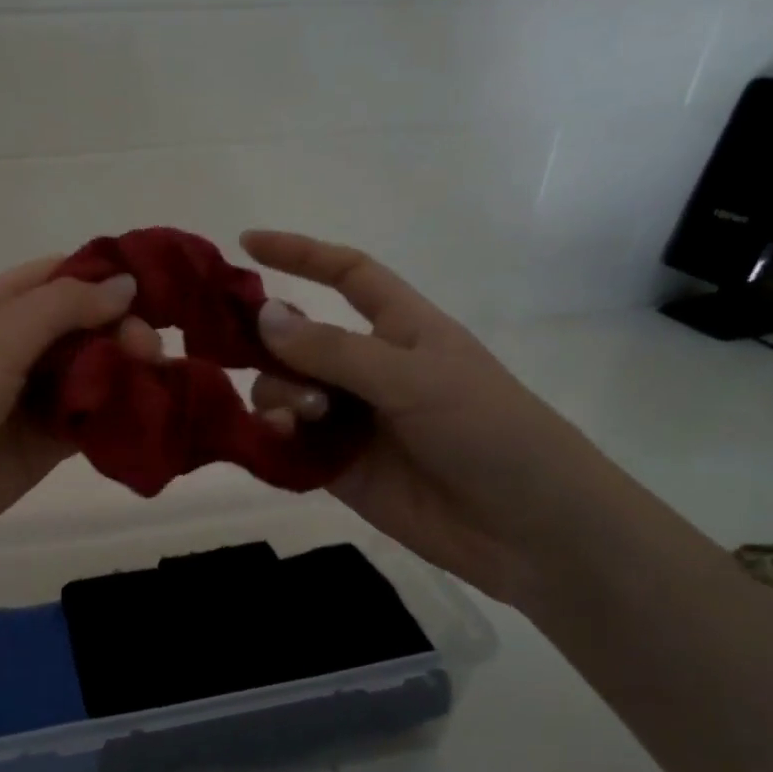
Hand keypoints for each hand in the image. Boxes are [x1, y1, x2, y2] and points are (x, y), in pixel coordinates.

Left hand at [0, 255, 161, 576]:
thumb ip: (62, 307)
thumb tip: (126, 285)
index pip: (60, 276)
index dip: (106, 277)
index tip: (156, 289)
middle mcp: (16, 346)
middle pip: (84, 324)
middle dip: (122, 328)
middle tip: (149, 351)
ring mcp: (32, 397)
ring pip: (93, 370)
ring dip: (127, 371)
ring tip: (156, 381)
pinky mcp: (47, 442)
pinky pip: (91, 418)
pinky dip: (119, 413)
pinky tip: (150, 412)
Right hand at [239, 230, 619, 606]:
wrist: (527, 528)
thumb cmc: (487, 430)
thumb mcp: (412, 377)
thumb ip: (333, 350)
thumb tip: (263, 316)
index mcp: (400, 328)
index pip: (346, 274)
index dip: (300, 254)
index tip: (247, 243)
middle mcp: (369, 368)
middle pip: (298, 338)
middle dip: (270, 342)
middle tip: (245, 354)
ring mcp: (351, 419)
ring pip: (285, 390)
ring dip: (280, 394)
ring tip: (303, 417)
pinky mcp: (337, 466)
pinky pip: (287, 440)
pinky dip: (273, 435)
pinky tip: (277, 440)